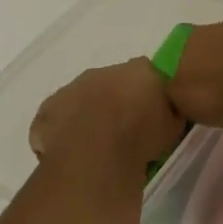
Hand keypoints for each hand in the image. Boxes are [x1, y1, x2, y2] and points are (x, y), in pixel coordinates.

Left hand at [30, 60, 186, 184]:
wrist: (97, 154)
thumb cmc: (141, 137)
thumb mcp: (174, 126)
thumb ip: (170, 111)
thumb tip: (167, 109)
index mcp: (138, 70)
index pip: (146, 72)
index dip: (147, 92)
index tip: (150, 111)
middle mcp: (104, 71)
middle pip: (112, 82)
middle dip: (116, 100)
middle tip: (123, 129)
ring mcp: (72, 88)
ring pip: (82, 98)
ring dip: (89, 114)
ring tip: (97, 144)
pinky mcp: (48, 109)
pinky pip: (57, 118)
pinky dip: (64, 130)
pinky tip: (72, 152)